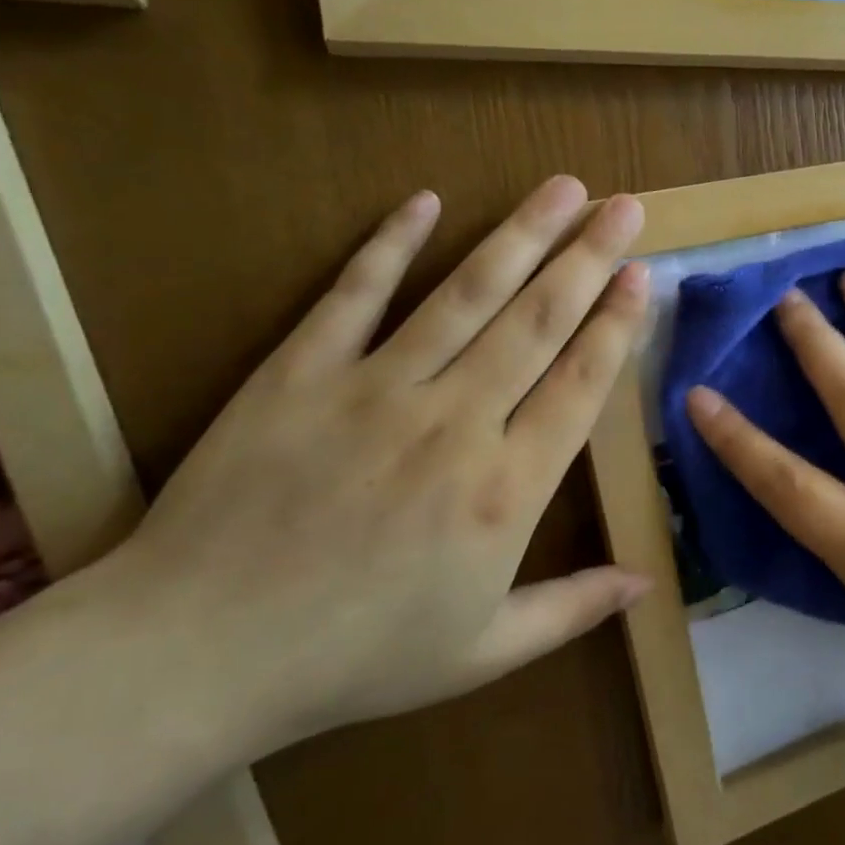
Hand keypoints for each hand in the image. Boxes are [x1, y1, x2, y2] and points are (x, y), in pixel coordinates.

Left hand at [112, 179, 650, 753]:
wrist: (195, 654)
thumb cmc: (354, 658)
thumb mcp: (483, 653)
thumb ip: (573, 608)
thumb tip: (648, 582)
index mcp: (506, 490)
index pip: (580, 384)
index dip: (616, 325)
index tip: (641, 275)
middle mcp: (456, 423)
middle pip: (537, 321)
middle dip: (588, 257)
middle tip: (624, 205)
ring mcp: (376, 389)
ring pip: (466, 294)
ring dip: (520, 235)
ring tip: (562, 186)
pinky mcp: (301, 372)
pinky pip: (354, 295)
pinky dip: (391, 245)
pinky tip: (426, 201)